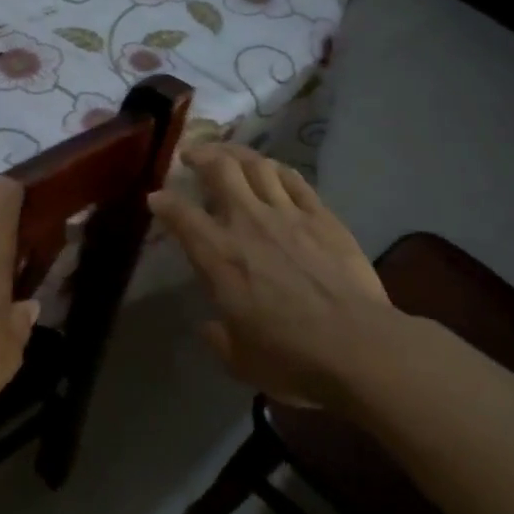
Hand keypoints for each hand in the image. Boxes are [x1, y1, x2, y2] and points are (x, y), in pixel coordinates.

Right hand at [148, 144, 396, 409]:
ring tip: (227, 154)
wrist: (357, 346)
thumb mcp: (240, 360)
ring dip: (236, 153)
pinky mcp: (322, 217)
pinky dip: (277, 169)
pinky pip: (294, 180)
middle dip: (200, 155)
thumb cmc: (291, 358)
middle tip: (191, 155)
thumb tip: (211, 326)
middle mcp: (247, 224)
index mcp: (218, 257)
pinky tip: (271, 170)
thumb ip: (220, 338)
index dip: (163, 202)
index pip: (180, 216)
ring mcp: (287, 215)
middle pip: (220, 170)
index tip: (156, 197)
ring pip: (257, 166)